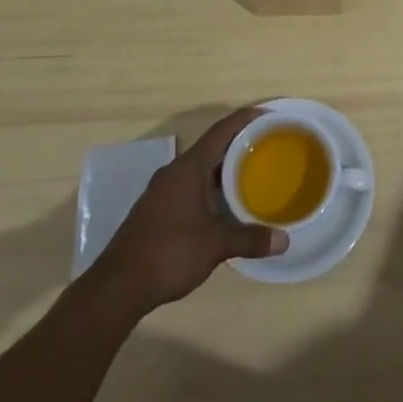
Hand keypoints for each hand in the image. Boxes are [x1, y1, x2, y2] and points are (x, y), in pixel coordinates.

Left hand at [90, 106, 286, 315]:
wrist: (118, 286)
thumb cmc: (169, 253)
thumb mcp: (215, 245)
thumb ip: (250, 239)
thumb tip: (284, 240)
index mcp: (189, 168)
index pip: (221, 131)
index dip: (244, 119)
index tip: (267, 115)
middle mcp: (174, 172)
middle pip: (211, 147)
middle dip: (238, 144)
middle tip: (267, 146)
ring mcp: (162, 191)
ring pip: (199, 169)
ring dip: (223, 168)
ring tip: (251, 173)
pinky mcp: (156, 209)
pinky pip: (190, 185)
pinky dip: (210, 186)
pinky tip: (224, 204)